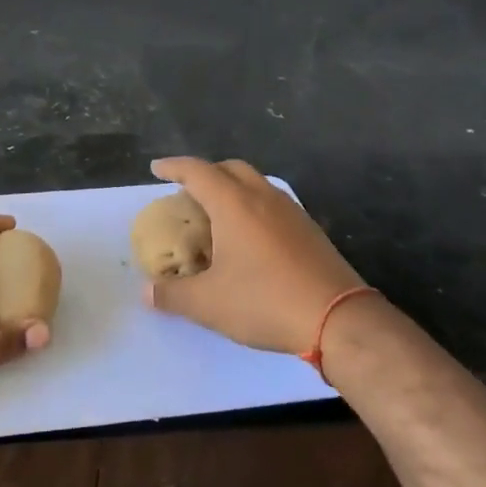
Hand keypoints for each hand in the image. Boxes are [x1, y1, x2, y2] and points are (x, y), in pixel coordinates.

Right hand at [145, 157, 366, 355]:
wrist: (338, 319)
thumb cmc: (265, 301)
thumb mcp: (208, 303)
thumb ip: (172, 294)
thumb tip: (147, 292)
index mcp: (233, 204)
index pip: (197, 171)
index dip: (173, 167)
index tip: (156, 168)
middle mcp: (262, 197)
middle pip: (229, 168)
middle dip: (205, 173)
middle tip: (187, 191)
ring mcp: (290, 211)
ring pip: (255, 183)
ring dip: (232, 188)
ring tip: (216, 213)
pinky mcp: (309, 229)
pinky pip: (272, 203)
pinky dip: (252, 206)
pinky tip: (249, 237)